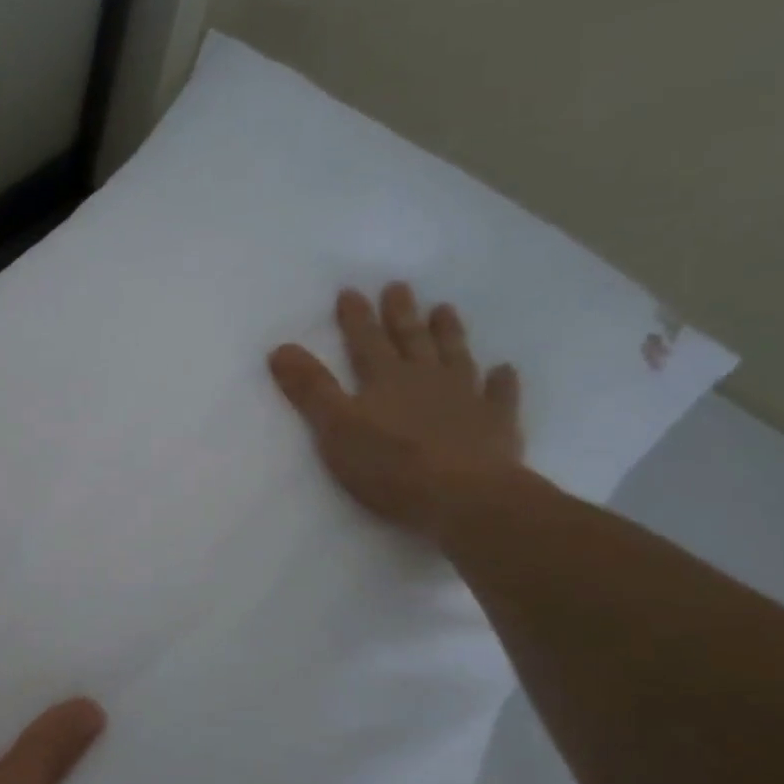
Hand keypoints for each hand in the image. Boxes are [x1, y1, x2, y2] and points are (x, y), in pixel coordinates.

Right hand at [269, 282, 523, 537]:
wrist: (465, 497)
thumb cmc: (391, 465)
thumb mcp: (336, 428)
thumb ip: (310, 389)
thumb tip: (280, 348)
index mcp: (385, 379)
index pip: (365, 341)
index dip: (356, 317)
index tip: (350, 291)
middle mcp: (426, 379)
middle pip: (411, 340)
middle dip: (401, 314)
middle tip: (399, 286)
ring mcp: (465, 398)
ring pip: (455, 356)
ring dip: (448, 333)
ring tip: (444, 309)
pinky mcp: (496, 425)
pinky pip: (499, 395)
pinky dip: (501, 381)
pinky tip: (503, 370)